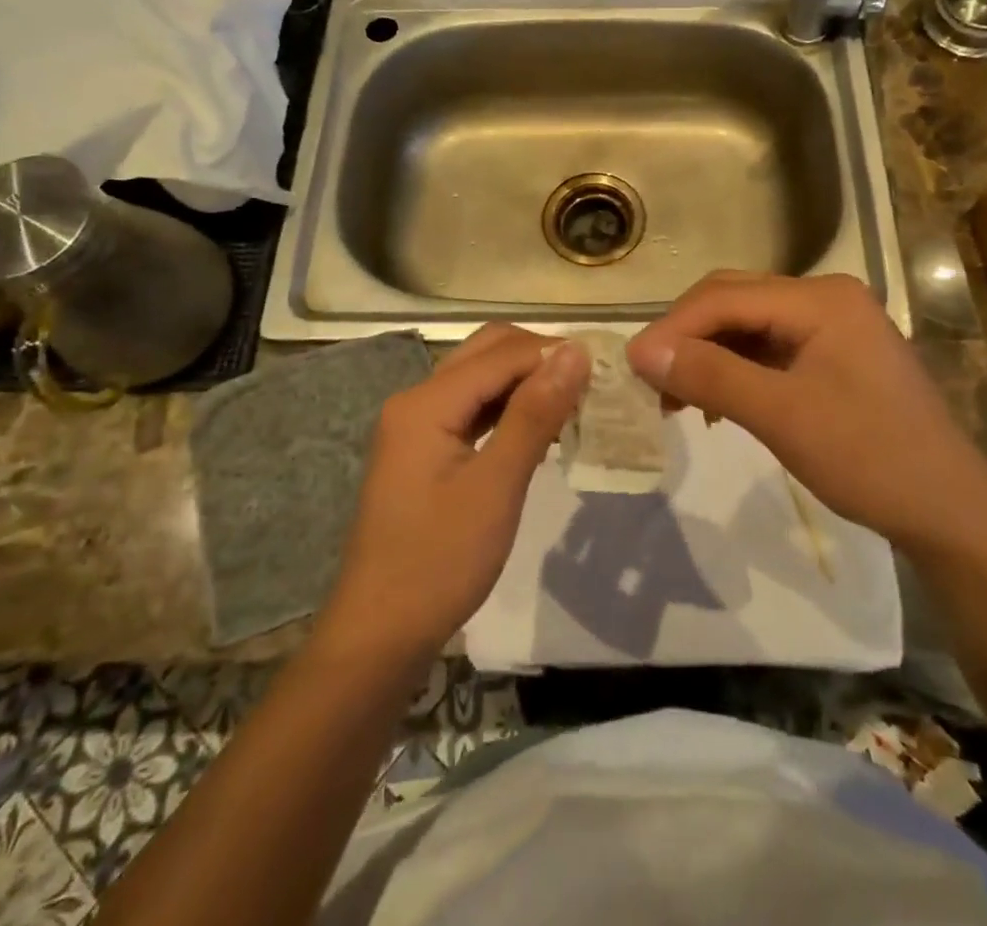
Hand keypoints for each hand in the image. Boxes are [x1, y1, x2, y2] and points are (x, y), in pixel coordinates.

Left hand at [319, 325, 587, 665]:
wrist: (381, 633)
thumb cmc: (440, 561)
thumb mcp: (496, 486)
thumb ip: (534, 413)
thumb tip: (575, 352)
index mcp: (427, 402)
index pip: (502, 354)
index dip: (554, 353)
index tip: (605, 368)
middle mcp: (417, 399)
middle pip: (487, 352)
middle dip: (539, 358)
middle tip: (590, 382)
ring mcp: (417, 424)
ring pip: (481, 378)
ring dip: (526, 381)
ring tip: (574, 401)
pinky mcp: (424, 448)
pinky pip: (473, 407)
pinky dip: (509, 408)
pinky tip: (541, 428)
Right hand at [625, 271, 986, 550]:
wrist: (948, 510)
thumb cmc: (868, 458)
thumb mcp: (781, 416)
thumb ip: (710, 375)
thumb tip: (640, 351)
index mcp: (821, 298)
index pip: (726, 297)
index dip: (673, 328)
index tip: (631, 366)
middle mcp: (825, 297)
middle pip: (734, 301)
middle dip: (687, 338)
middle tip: (650, 381)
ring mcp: (831, 324)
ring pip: (747, 325)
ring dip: (707, 354)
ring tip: (675, 397)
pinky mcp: (832, 353)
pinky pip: (768, 347)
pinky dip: (734, 369)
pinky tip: (716, 402)